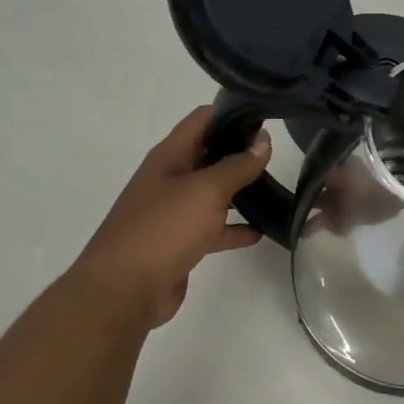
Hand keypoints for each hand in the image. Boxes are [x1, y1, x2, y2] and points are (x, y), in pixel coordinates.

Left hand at [72, 108, 270, 328]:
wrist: (124, 289)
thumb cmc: (164, 228)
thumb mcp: (207, 190)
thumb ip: (238, 165)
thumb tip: (264, 139)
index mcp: (170, 156)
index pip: (203, 119)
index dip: (234, 114)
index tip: (268, 117)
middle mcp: (170, 178)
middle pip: (210, 154)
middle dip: (241, 152)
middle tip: (279, 155)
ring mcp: (174, 211)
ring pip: (213, 193)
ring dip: (241, 191)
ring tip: (278, 190)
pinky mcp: (180, 242)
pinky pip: (213, 228)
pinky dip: (234, 227)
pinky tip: (261, 231)